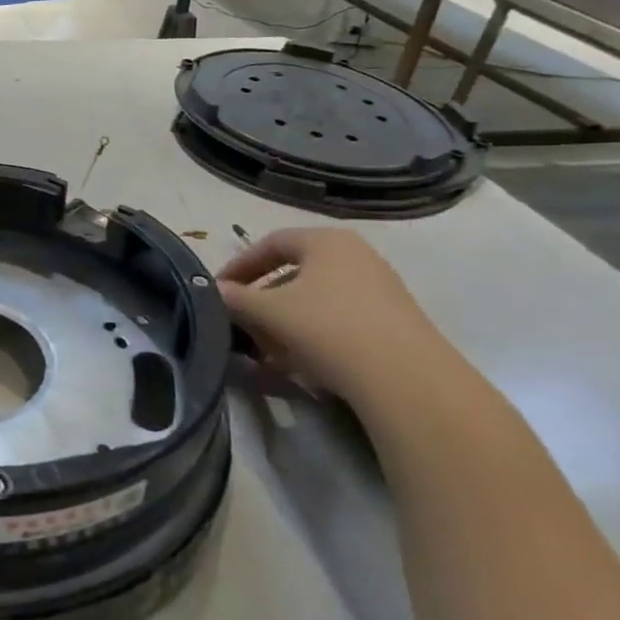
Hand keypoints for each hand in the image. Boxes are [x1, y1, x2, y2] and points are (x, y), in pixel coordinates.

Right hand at [218, 228, 449, 401]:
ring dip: (284, 319)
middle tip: (242, 321)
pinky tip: (300, 360)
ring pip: (315, 297)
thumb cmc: (328, 329)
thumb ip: (235, 298)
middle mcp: (356, 254)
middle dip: (262, 297)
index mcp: (326, 240)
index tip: (218, 290)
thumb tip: (213, 291)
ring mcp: (379, 287)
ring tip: (267, 348)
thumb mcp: (269, 312)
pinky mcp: (392, 319)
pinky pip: (338, 317)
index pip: (270, 243)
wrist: (406, 379)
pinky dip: (311, 332)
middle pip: (293, 271)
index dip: (238, 266)